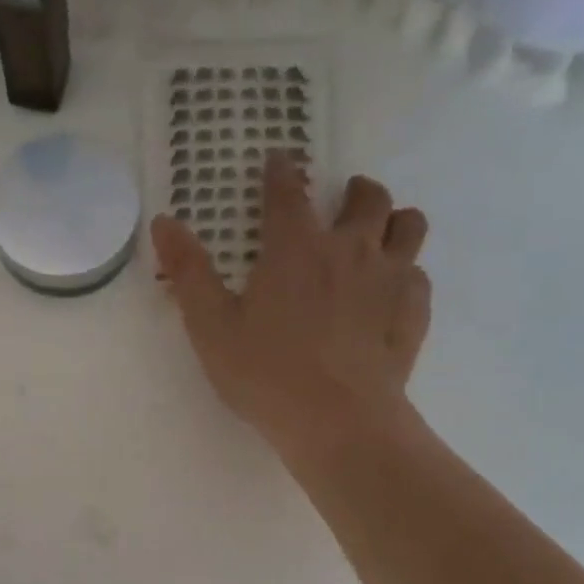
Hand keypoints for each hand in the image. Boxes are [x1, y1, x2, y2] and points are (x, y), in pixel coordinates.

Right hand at [153, 154, 430, 468]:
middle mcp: (350, 248)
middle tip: (342, 202)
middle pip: (366, 197)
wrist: (337, 421)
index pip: (288, 191)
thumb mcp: (211, 327)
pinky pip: (419, 275)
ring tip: (378, 237)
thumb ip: (189, 272)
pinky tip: (391, 294)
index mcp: (296, 247)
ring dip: (393, 221)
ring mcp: (390, 278)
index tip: (279, 161)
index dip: (281, 172)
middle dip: (354, 191)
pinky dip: (406, 274)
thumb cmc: (265, 374)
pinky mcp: (414, 312)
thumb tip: (164, 221)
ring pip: (408, 225)